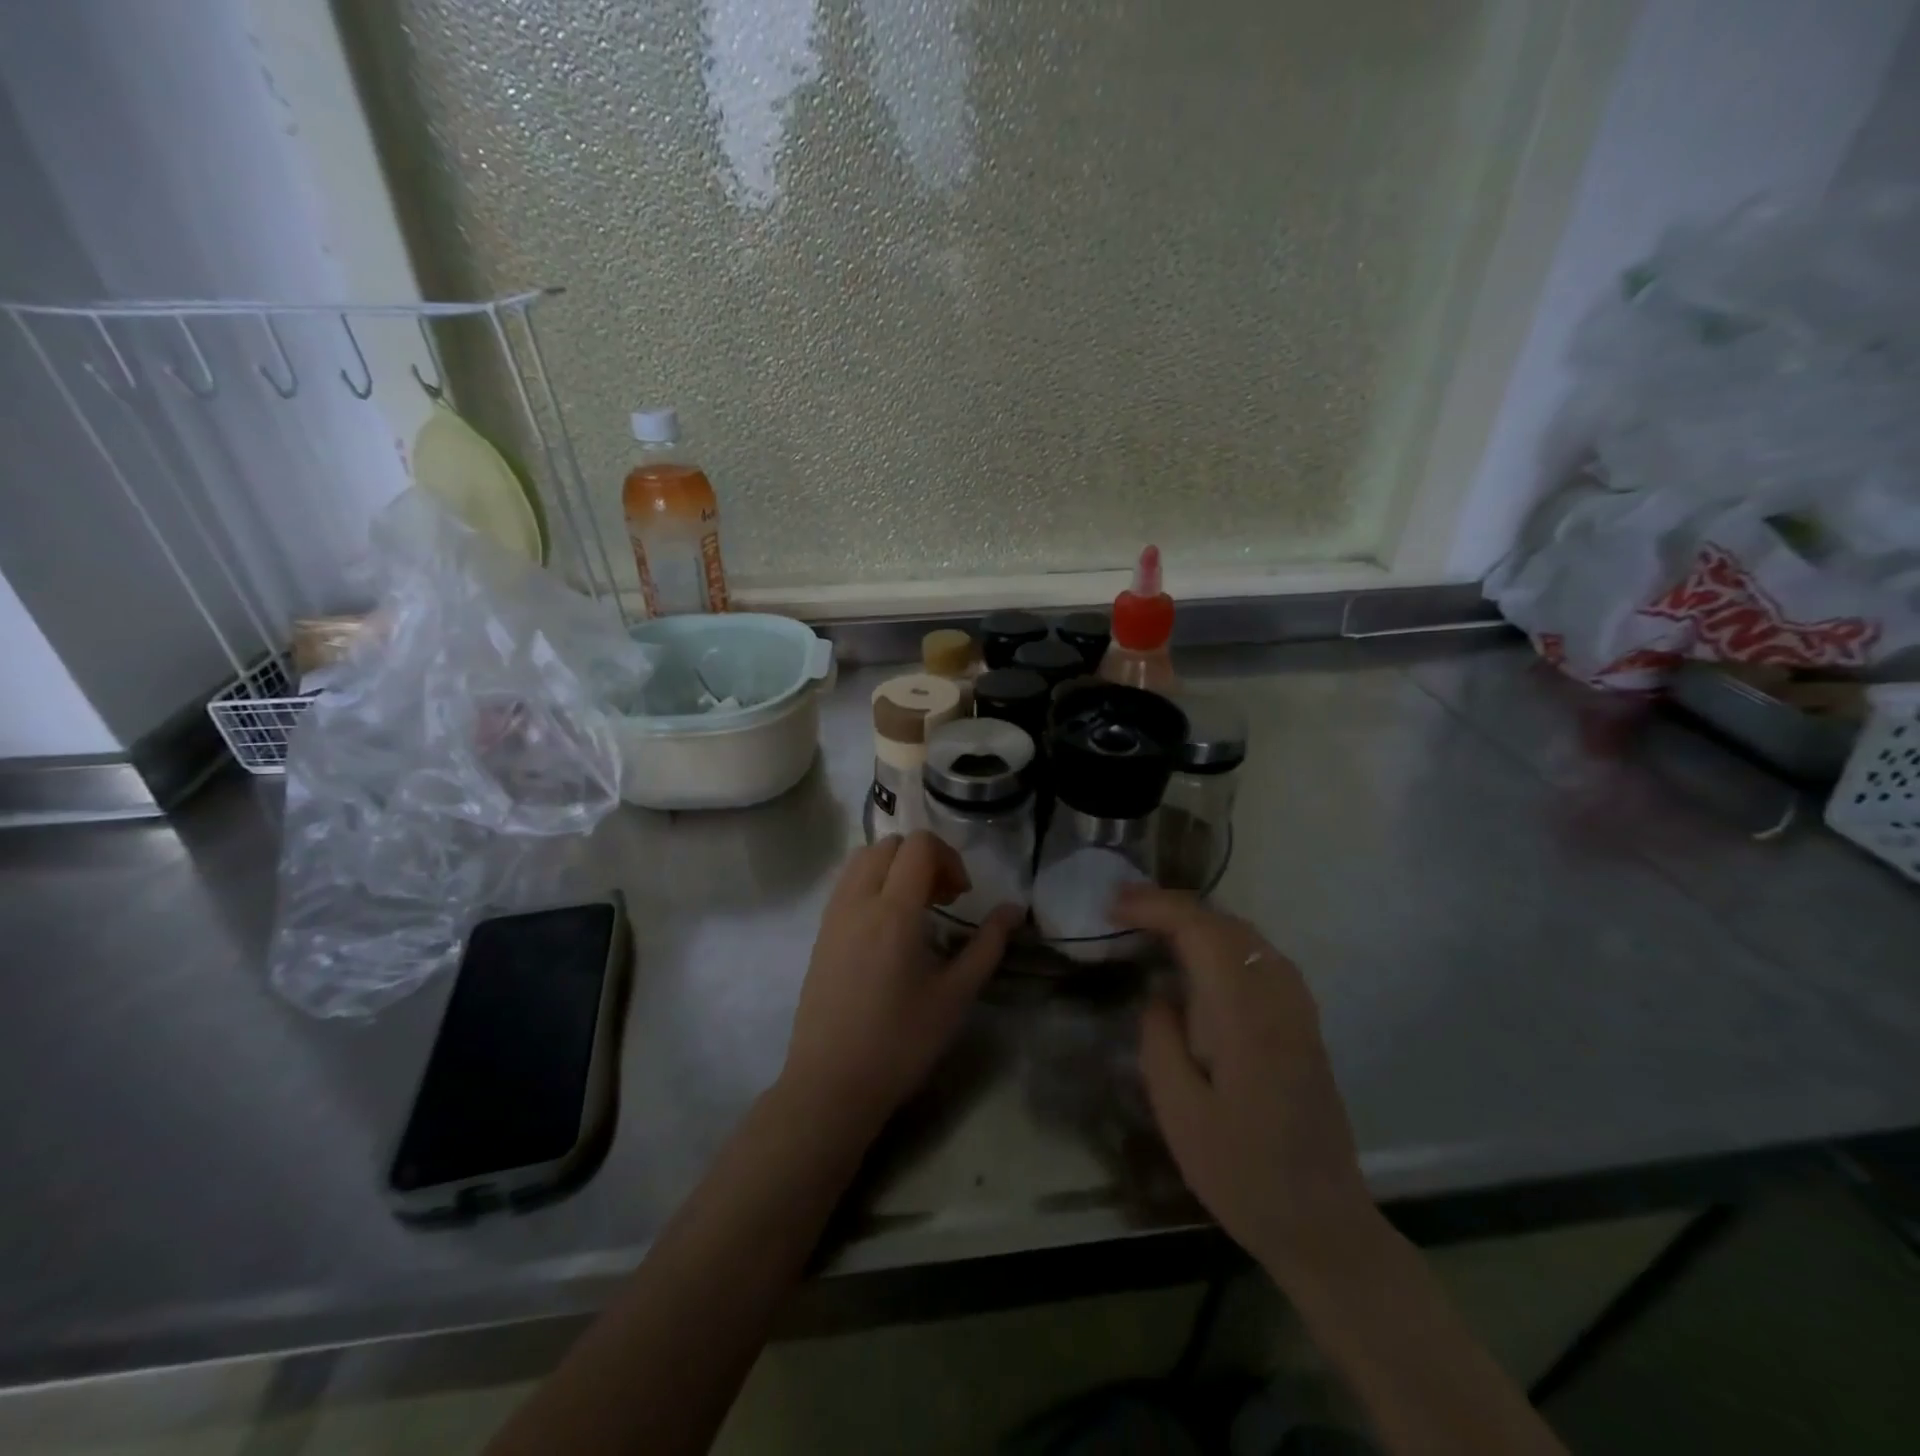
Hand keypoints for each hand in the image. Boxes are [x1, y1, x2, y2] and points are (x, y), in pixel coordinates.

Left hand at [780, 833, 1019, 1142]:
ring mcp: (833, 915)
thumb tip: (1014, 909)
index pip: (918, 845)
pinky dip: (872, 883)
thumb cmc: (901, 1043)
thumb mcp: (956, 995)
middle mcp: (858, 901)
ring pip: (863, 859)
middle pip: (890, 844)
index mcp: (894, 912)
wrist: (831, 1084)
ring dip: (894, 866)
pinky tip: (887, 927)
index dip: (948, 857)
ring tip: (915, 909)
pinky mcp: (820, 933)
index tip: (961, 896)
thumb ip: (988, 945)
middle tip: (943, 900)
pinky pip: (846, 884)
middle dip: (922, 858)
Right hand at [1114, 885, 1375, 1281]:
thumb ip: (1160, 1038)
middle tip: (1120, 909)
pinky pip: (1257, 955)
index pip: (1200, 930)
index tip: (1111, 906)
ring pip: (1244, 934)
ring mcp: (1297, 1006)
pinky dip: (1219, 939)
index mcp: (1246, 1014)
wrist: (1321, 1223)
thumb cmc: (1241, 1172)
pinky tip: (1195, 957)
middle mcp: (1278, 996)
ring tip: (1149, 924)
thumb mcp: (1178, 1111)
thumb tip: (1159, 993)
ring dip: (1195, 919)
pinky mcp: (1302, 1020)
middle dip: (1169, 906)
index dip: (1153, 907)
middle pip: (1223, 922)